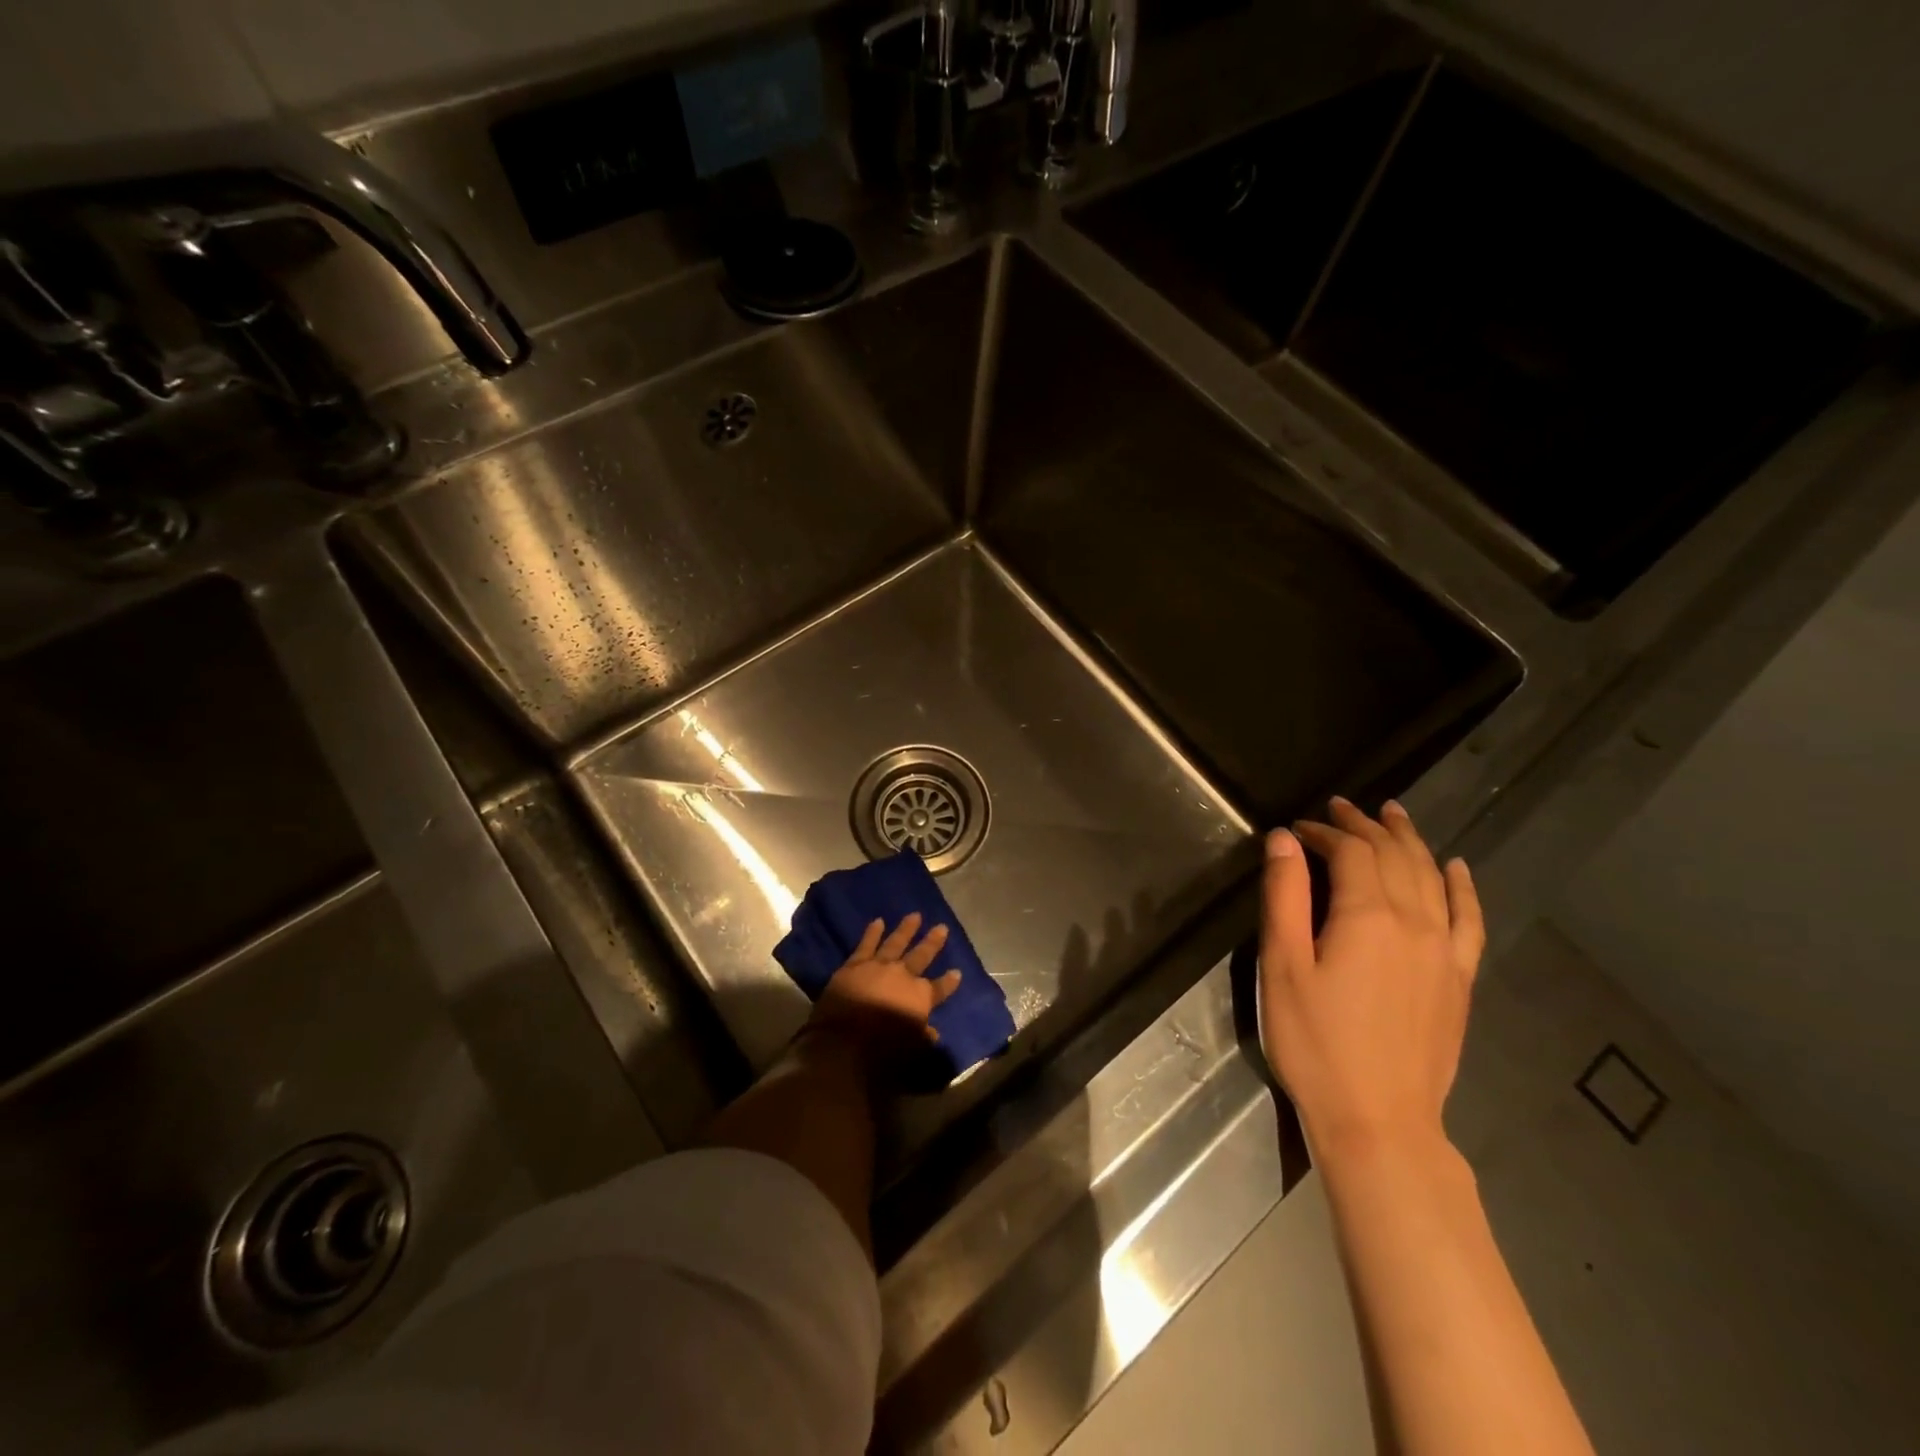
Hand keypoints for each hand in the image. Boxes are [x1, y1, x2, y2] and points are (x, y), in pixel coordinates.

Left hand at [809, 913, 963, 1054]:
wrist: (843, 1040)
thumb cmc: (881, 1051)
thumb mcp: (911, 1049)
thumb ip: (922, 1037)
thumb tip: (932, 1033)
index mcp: (920, 997)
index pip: (940, 988)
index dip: (950, 982)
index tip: (957, 972)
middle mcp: (903, 976)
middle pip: (922, 955)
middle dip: (933, 942)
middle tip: (942, 927)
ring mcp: (879, 966)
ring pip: (896, 943)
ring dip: (906, 929)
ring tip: (915, 915)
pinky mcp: (855, 964)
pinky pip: (866, 944)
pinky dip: (873, 932)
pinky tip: (878, 921)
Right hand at [1258, 797, 1484, 1165]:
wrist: (1378, 1119)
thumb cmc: (1315, 1042)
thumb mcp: (1282, 966)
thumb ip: (1284, 896)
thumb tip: (1285, 840)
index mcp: (1367, 916)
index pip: (1351, 851)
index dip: (1325, 831)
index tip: (1300, 828)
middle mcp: (1415, 922)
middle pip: (1394, 855)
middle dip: (1365, 826)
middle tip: (1341, 807)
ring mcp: (1444, 951)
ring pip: (1432, 877)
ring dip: (1410, 841)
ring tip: (1393, 814)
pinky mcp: (1458, 979)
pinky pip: (1469, 919)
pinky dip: (1464, 887)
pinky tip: (1458, 869)